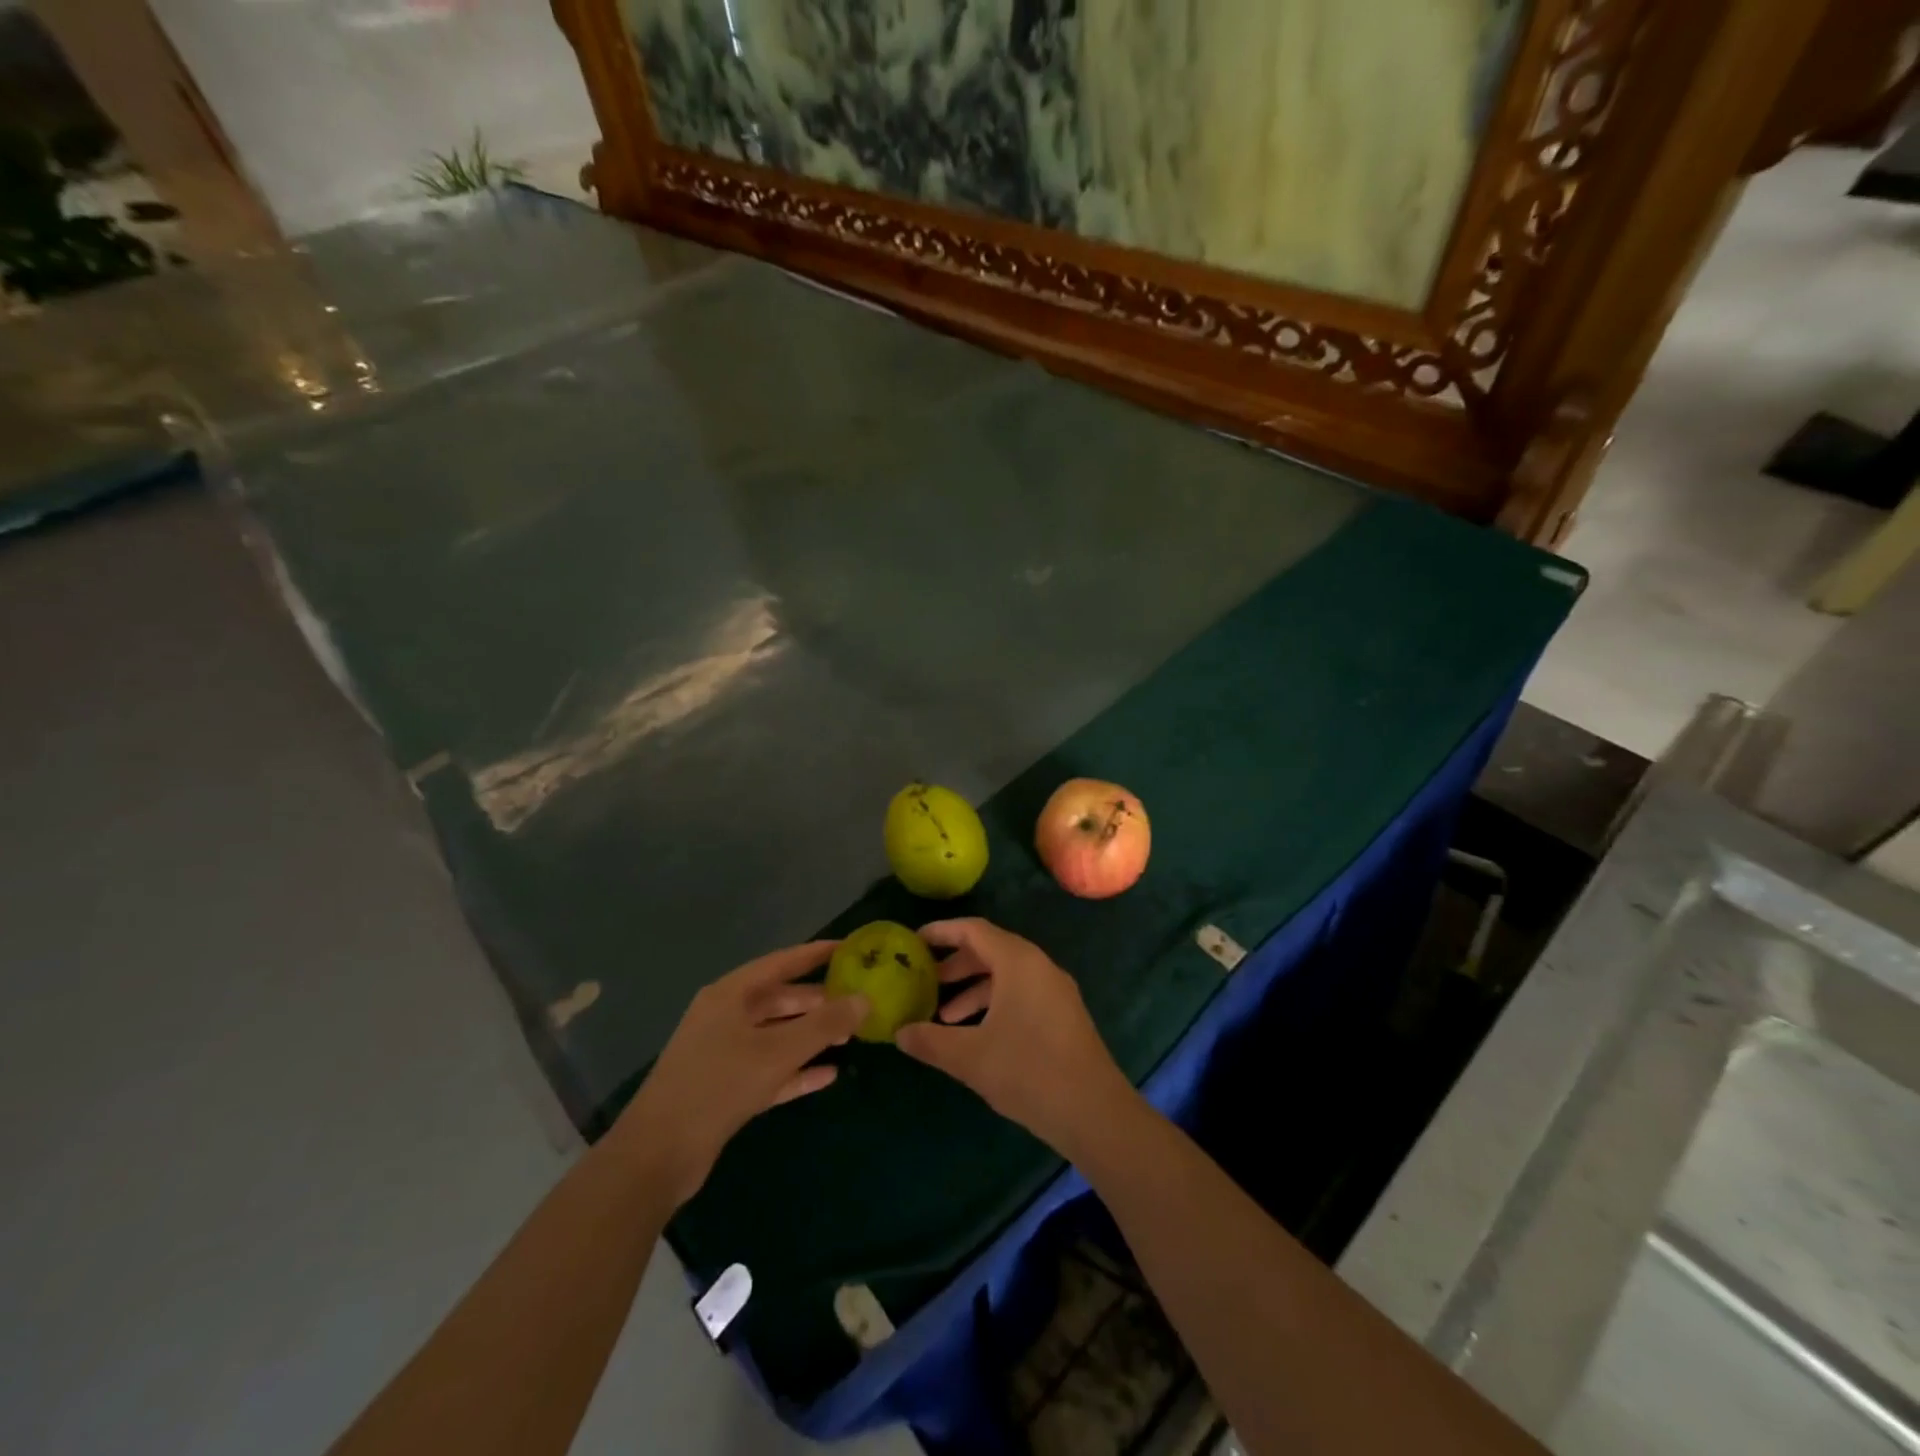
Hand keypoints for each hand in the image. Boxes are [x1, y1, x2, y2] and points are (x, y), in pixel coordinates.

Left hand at [614, 942, 866, 1205]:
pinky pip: (769, 1069)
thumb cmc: (718, 1086)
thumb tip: (865, 999)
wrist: (657, 1155)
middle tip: (857, 1002)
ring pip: (776, 1035)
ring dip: (810, 1036)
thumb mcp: (777, 1052)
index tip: (849, 948)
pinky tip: (828, 1076)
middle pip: (780, 999)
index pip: (781, 962)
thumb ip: (824, 1025)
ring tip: (850, 1038)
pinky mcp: (725, 1088)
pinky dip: (796, 1070)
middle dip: (818, 1001)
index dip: (815, 954)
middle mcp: (725, 1016)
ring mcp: (723, 1053)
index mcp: (730, 995)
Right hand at [896, 919, 1137, 1156]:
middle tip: (925, 981)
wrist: (1095, 1112)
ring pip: (1007, 976)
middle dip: (956, 964)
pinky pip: (1022, 993)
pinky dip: (995, 1003)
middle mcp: (1039, 966)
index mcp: (1018, 962)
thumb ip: (930, 1041)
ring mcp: (1055, 991)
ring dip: (974, 989)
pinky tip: (978, 1035)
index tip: (914, 941)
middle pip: (991, 950)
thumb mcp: (970, 1057)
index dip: (942, 931)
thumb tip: (899, 1033)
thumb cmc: (1028, 1072)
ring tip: (945, 1016)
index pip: (974, 930)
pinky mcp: (1064, 1015)